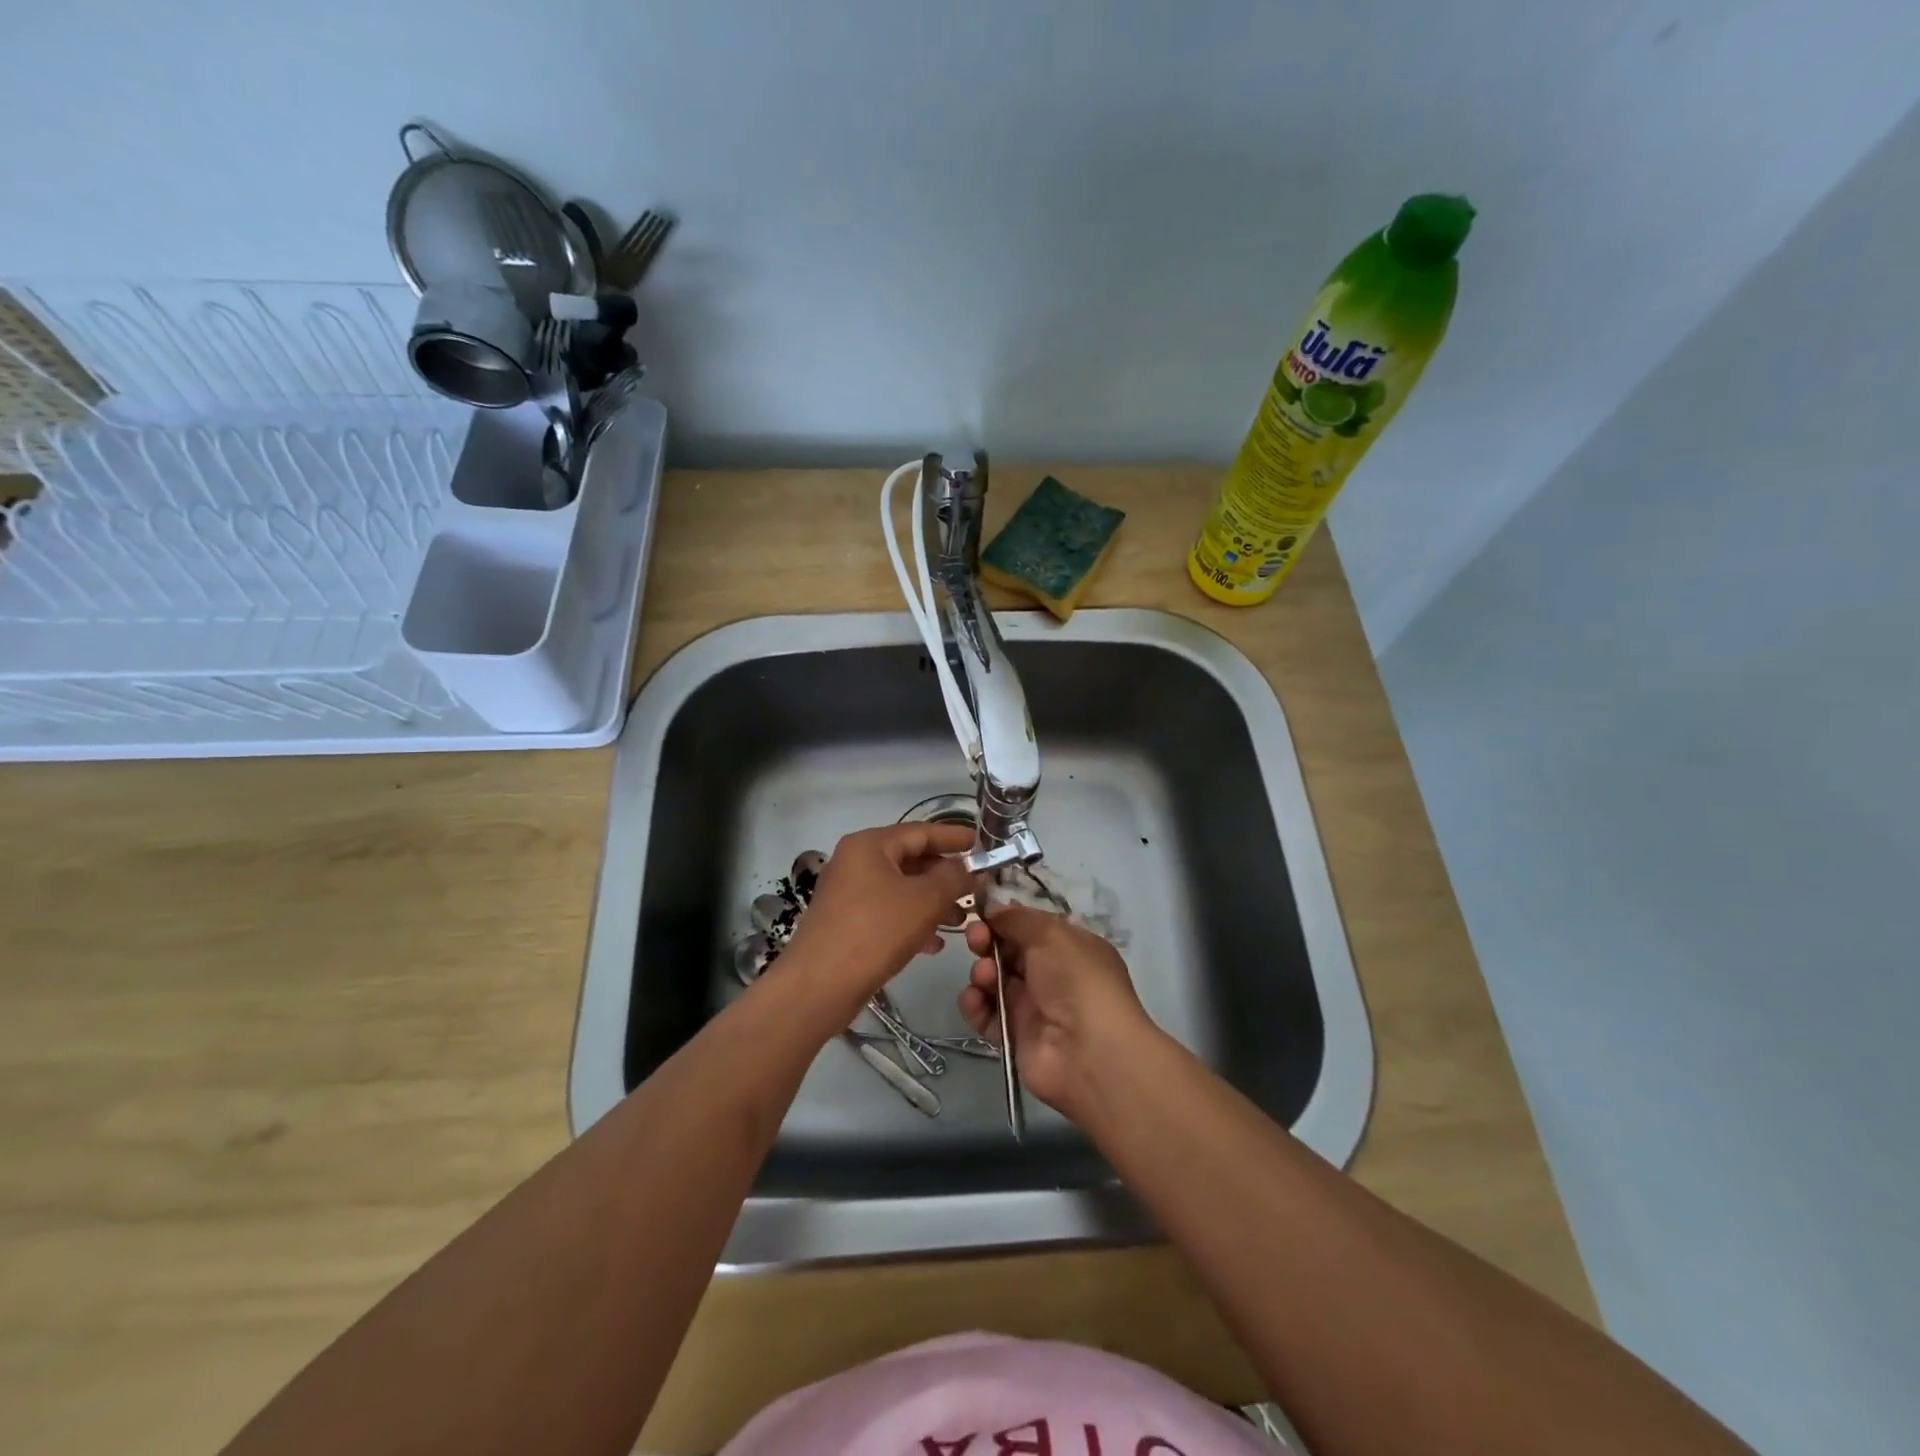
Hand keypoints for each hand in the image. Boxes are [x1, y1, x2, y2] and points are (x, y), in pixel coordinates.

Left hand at [780, 822, 975, 1023]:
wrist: (819, 986)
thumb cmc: (875, 931)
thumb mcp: (924, 900)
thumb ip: (953, 878)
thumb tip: (967, 867)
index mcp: (870, 845)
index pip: (921, 831)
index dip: (954, 838)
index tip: (982, 845)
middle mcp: (855, 862)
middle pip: (910, 860)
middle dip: (945, 876)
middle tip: (976, 888)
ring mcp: (848, 893)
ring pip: (901, 889)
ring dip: (932, 902)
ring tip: (961, 921)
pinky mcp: (846, 923)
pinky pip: (888, 912)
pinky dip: (912, 921)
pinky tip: (935, 944)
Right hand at [958, 900, 1155, 1120]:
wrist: (1087, 1052)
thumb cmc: (1076, 980)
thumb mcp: (1051, 934)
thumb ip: (1018, 918)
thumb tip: (993, 907)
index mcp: (1069, 947)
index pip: (1030, 927)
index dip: (1005, 918)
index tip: (982, 912)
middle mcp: (1051, 975)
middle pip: (1008, 951)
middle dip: (987, 941)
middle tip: (976, 939)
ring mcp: (1032, 1006)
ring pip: (994, 981)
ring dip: (982, 973)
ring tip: (985, 977)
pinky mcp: (1014, 1035)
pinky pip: (986, 1015)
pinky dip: (975, 1005)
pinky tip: (975, 1000)